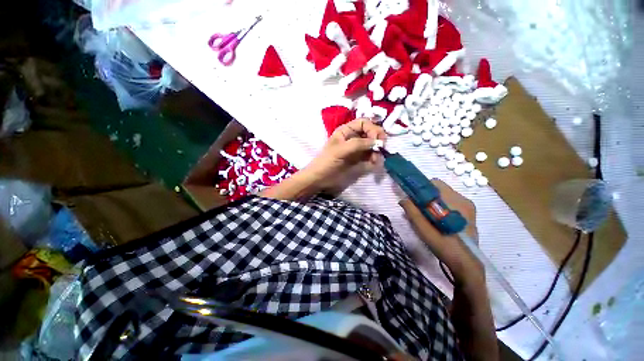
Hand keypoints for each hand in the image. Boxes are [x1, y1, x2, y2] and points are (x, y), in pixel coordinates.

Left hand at [303, 118, 386, 192]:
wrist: (320, 179)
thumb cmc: (327, 162)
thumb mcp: (340, 150)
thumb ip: (358, 144)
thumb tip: (377, 142)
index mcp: (346, 131)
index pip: (364, 123)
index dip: (372, 129)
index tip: (378, 140)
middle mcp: (353, 138)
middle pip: (371, 133)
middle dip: (377, 140)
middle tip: (381, 148)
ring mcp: (357, 150)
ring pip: (373, 145)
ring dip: (377, 151)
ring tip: (376, 160)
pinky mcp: (359, 160)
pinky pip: (371, 156)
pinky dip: (375, 159)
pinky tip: (374, 164)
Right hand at [399, 179, 483, 284]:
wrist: (467, 265)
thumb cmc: (445, 246)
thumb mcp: (424, 230)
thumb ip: (412, 212)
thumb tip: (402, 199)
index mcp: (455, 202)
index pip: (434, 183)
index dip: (420, 188)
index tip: (412, 197)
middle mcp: (464, 200)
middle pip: (439, 189)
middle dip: (425, 196)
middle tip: (417, 208)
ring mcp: (468, 207)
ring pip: (443, 196)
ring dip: (432, 201)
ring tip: (426, 215)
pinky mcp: (468, 213)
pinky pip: (450, 202)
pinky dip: (439, 206)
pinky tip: (436, 219)